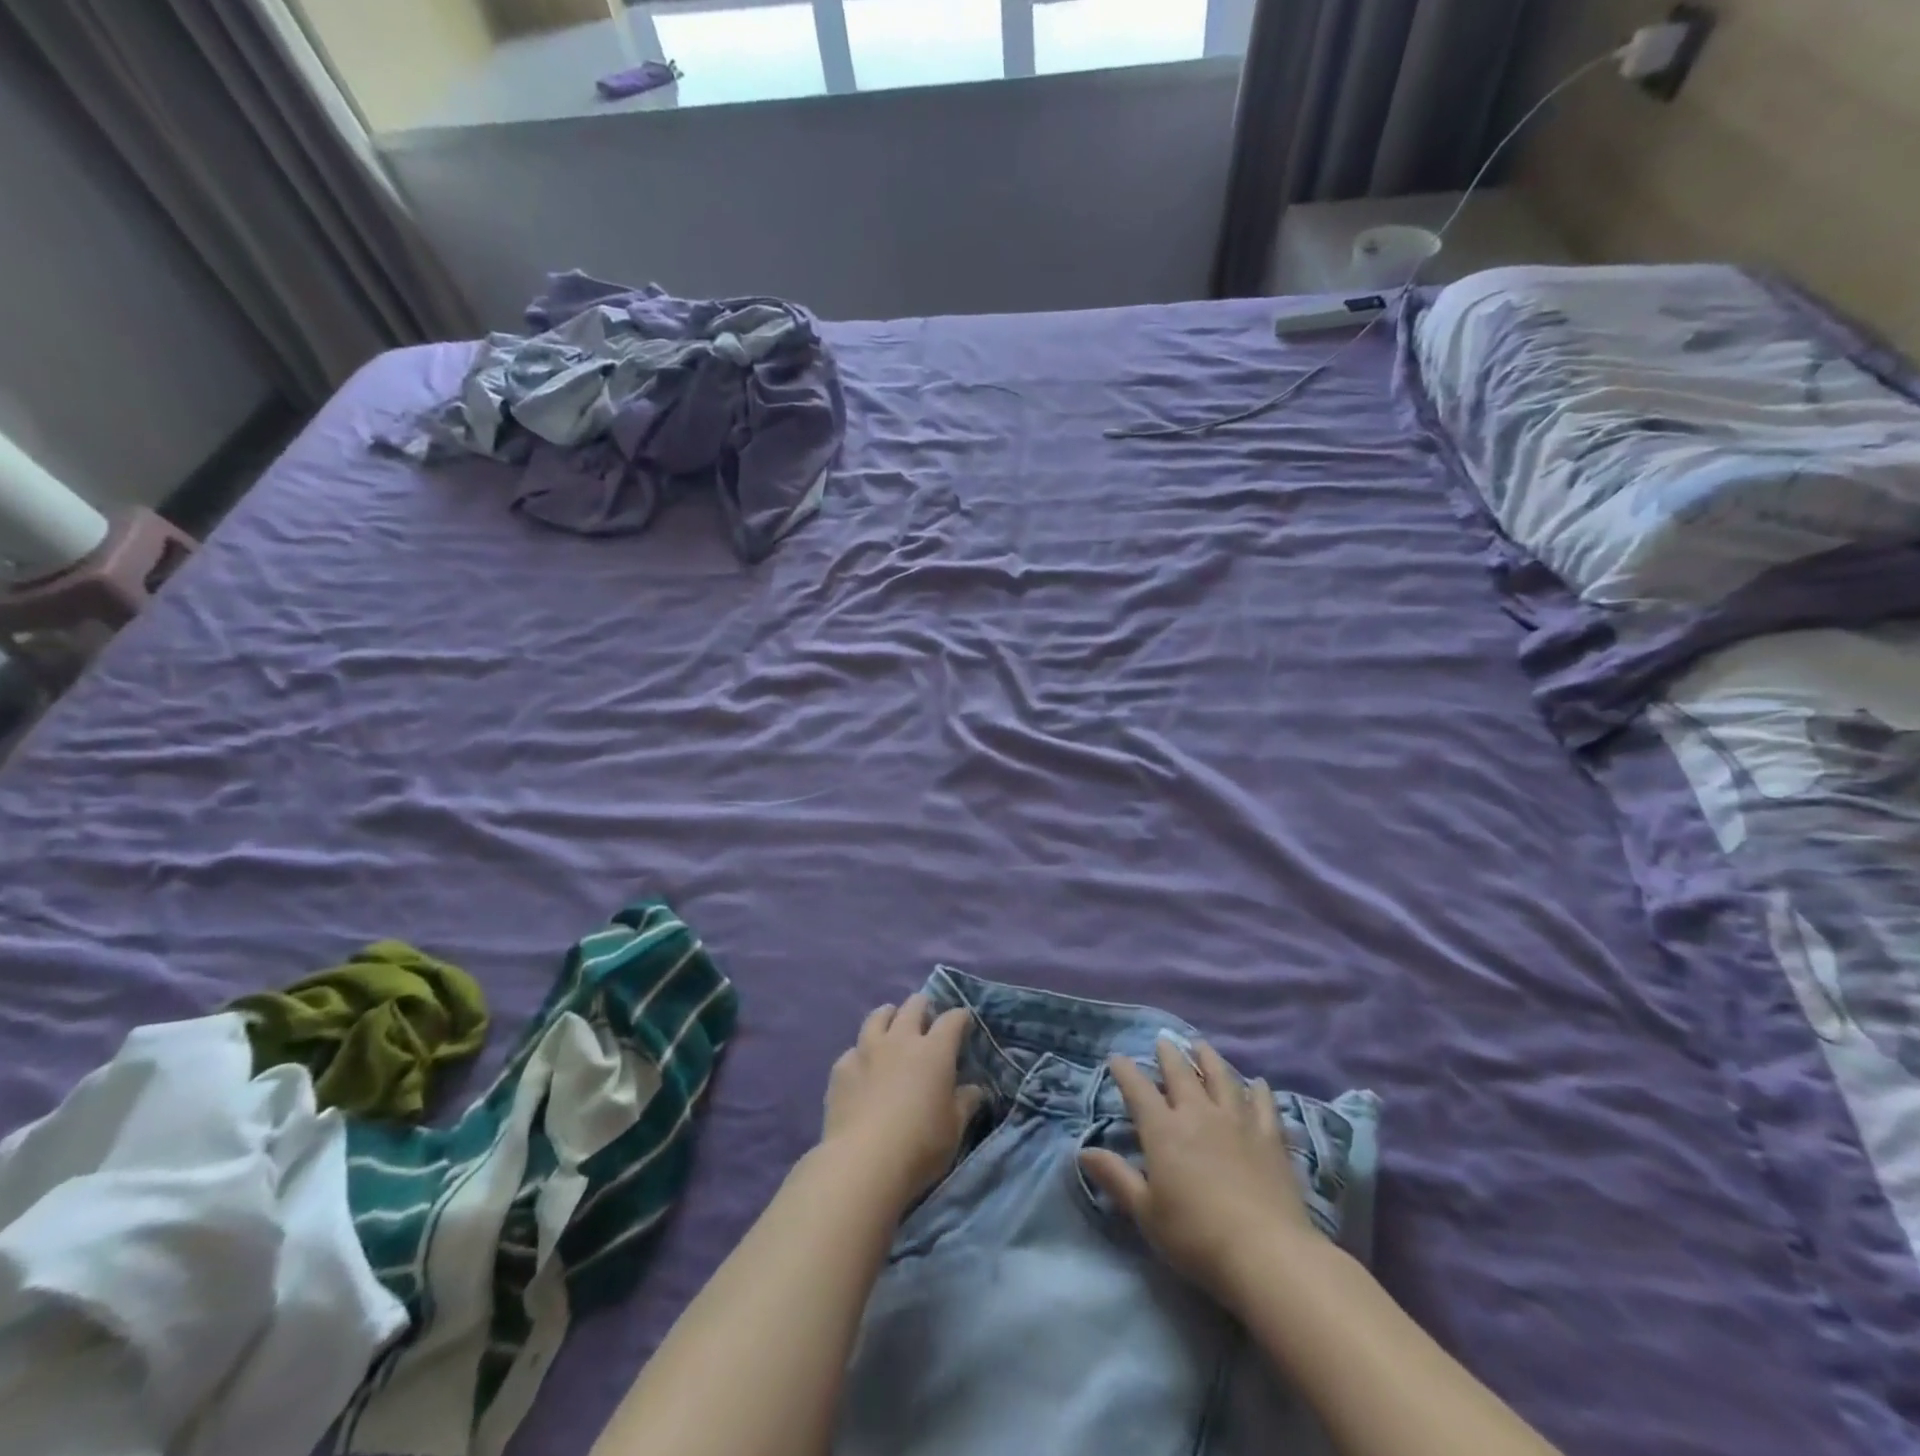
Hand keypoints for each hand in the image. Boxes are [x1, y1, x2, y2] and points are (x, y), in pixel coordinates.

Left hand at [821, 994, 984, 1213]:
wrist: (863, 1162)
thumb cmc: (920, 1145)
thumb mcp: (954, 1129)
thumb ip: (965, 1103)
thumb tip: (975, 1089)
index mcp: (934, 1051)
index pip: (952, 1020)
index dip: (960, 1017)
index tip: (963, 1021)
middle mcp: (901, 1040)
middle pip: (913, 1007)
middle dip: (923, 1006)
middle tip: (926, 1016)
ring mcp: (868, 1050)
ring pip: (878, 1016)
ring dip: (889, 1016)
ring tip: (891, 1023)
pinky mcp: (842, 1068)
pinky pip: (853, 1049)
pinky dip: (861, 1052)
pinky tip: (862, 1066)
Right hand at [1080, 1036, 1318, 1302]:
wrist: (1266, 1253)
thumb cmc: (1196, 1236)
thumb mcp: (1146, 1212)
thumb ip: (1116, 1177)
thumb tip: (1082, 1151)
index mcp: (1163, 1130)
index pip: (1138, 1089)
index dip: (1125, 1071)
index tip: (1117, 1058)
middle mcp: (1198, 1114)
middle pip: (1181, 1073)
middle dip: (1168, 1054)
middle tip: (1163, 1040)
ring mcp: (1237, 1122)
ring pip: (1221, 1078)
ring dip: (1209, 1059)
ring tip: (1202, 1046)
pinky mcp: (1270, 1138)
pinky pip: (1263, 1105)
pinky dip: (1259, 1091)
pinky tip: (1258, 1083)